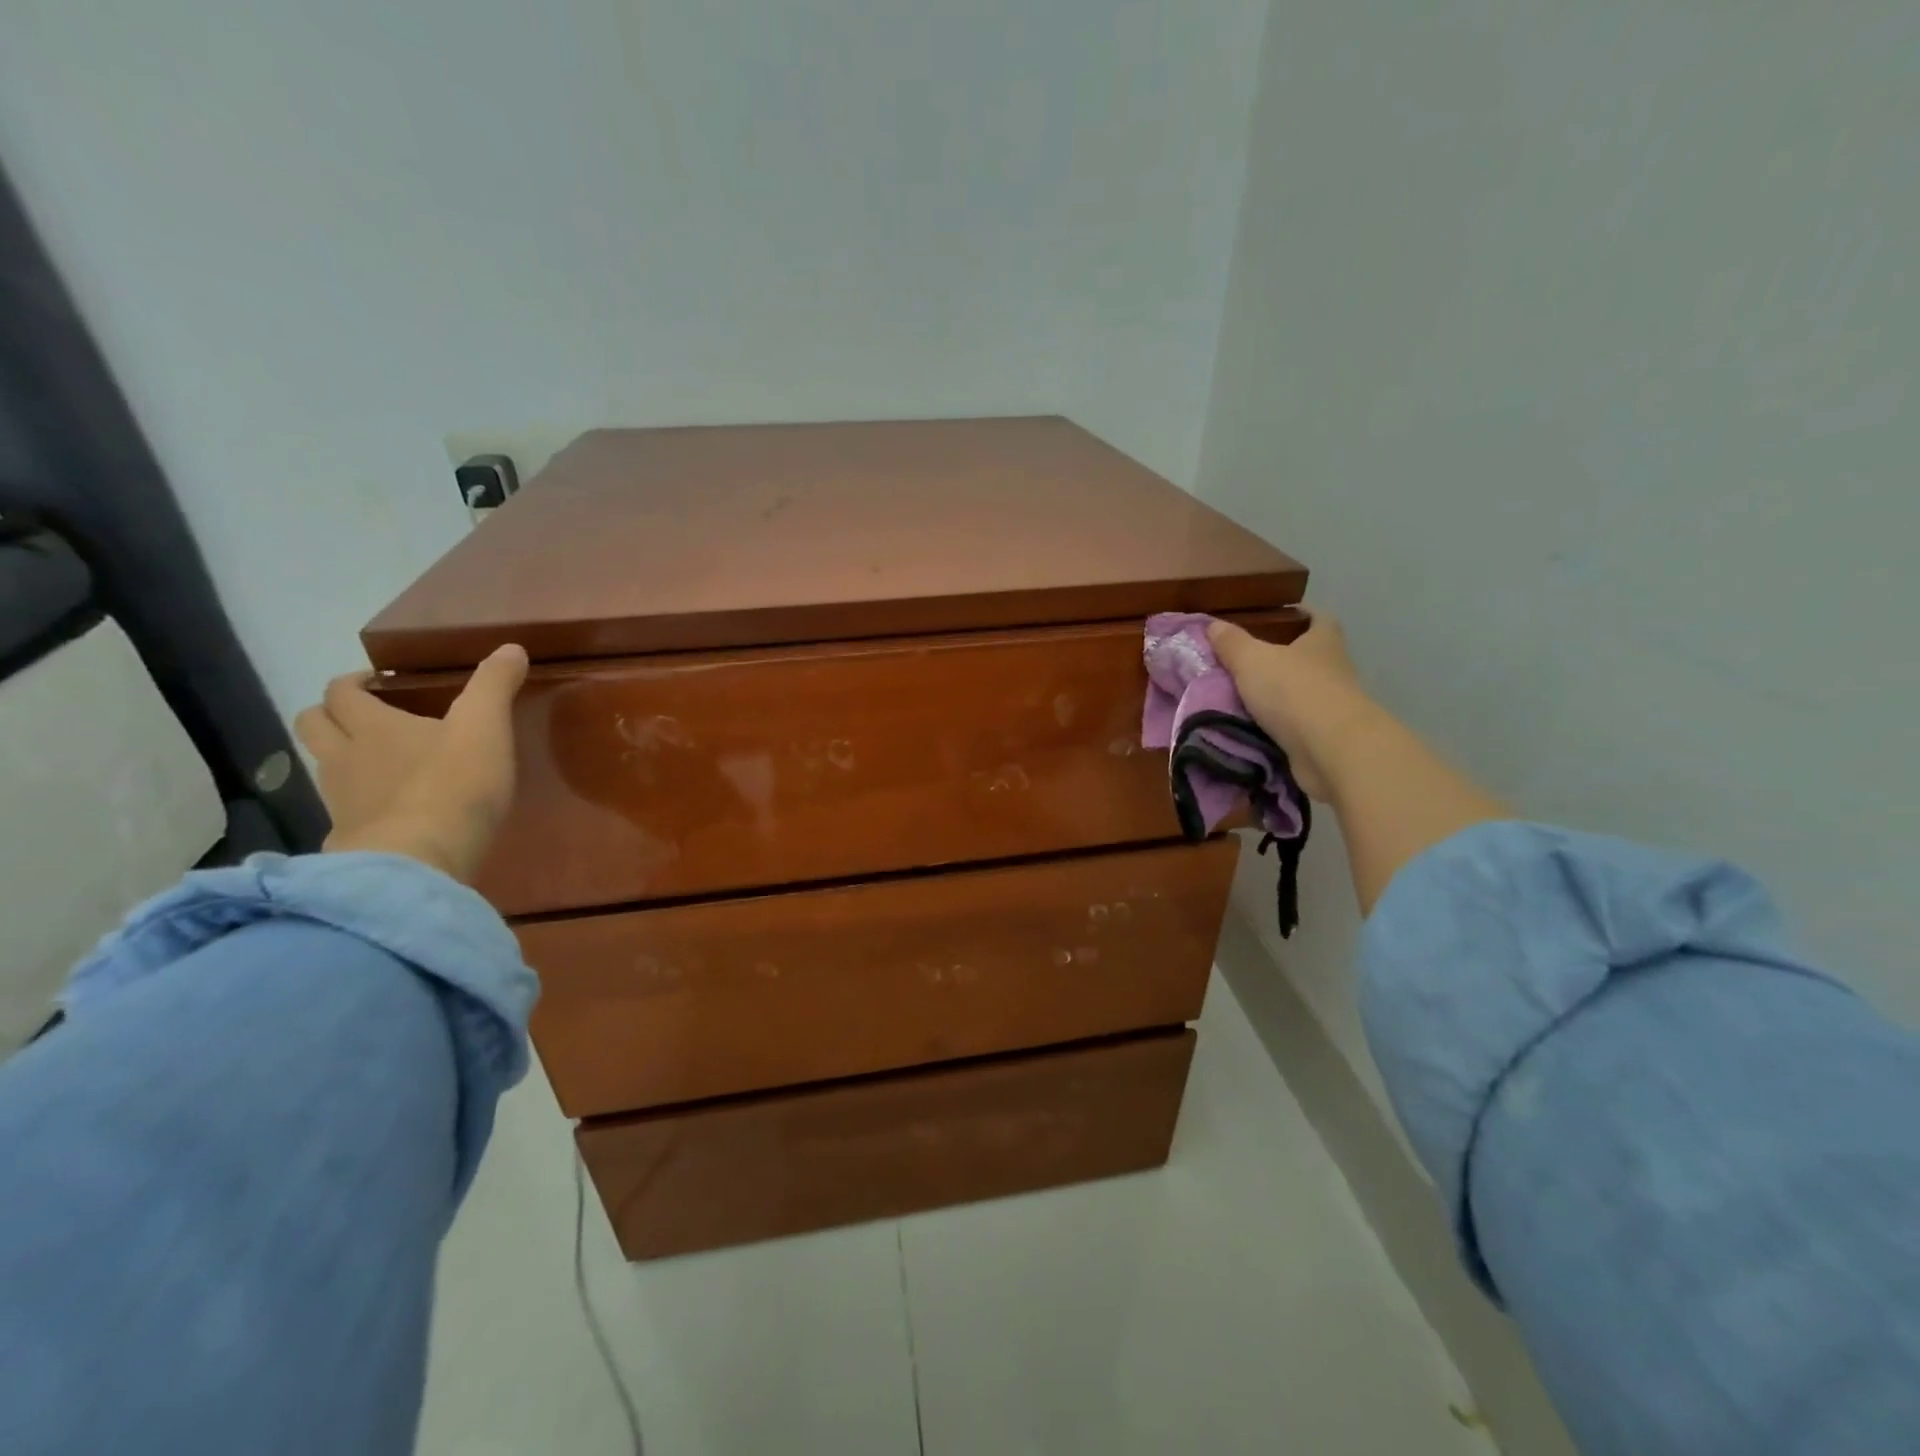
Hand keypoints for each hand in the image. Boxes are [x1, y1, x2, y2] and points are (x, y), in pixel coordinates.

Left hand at [294, 645, 529, 881]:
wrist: (419, 861)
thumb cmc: (453, 785)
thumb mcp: (486, 727)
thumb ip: (495, 685)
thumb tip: (511, 647)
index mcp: (371, 726)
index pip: (340, 692)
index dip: (354, 682)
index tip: (377, 682)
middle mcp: (343, 758)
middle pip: (312, 724)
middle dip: (331, 713)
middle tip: (367, 715)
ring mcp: (340, 802)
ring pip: (323, 768)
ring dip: (341, 757)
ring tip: (380, 763)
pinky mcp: (349, 840)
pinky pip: (341, 812)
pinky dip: (357, 803)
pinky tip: (388, 811)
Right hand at [1207, 612, 1372, 800]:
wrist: (1328, 749)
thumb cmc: (1293, 690)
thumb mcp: (1252, 659)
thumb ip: (1232, 643)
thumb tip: (1213, 624)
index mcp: (1323, 642)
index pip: (1319, 619)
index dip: (1301, 615)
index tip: (1278, 618)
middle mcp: (1334, 670)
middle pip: (1310, 657)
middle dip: (1282, 659)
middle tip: (1246, 662)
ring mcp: (1334, 706)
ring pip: (1303, 693)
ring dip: (1278, 697)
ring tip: (1242, 698)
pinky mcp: (1327, 738)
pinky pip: (1297, 726)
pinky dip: (1278, 727)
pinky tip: (1253, 729)